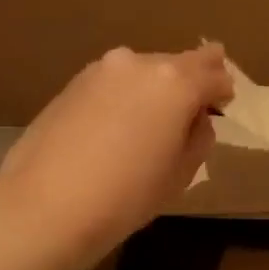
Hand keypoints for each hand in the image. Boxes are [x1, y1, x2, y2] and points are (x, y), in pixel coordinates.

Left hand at [0, 43, 232, 269]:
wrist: (45, 206)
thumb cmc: (126, 196)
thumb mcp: (180, 174)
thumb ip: (199, 138)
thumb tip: (196, 119)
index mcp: (176, 82)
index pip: (215, 73)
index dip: (223, 91)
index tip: (223, 106)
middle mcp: (140, 63)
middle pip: (179, 63)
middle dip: (191, 82)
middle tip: (192, 110)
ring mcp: (102, 70)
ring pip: (144, 71)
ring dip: (156, 88)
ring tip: (152, 122)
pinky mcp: (73, 83)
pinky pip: (115, 83)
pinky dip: (126, 96)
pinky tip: (119, 126)